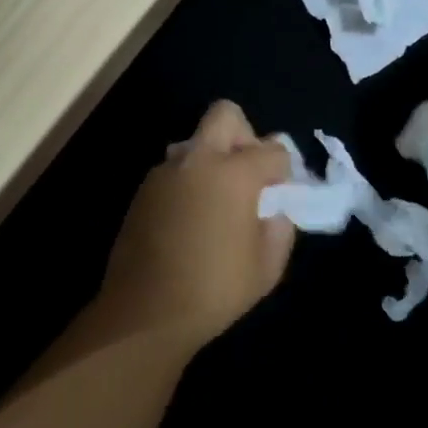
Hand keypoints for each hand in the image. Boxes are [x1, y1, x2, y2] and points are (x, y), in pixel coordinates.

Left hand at [94, 101, 297, 342]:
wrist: (144, 313)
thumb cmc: (214, 290)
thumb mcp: (266, 267)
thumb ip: (280, 227)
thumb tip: (274, 209)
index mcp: (233, 173)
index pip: (272, 149)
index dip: (283, 169)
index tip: (282, 192)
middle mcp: (197, 160)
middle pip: (225, 115)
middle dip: (245, 135)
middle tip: (248, 176)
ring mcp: (165, 172)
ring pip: (195, 142)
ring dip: (212, 159)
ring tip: (217, 203)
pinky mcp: (143, 190)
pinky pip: (175, 170)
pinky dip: (189, 182)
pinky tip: (191, 220)